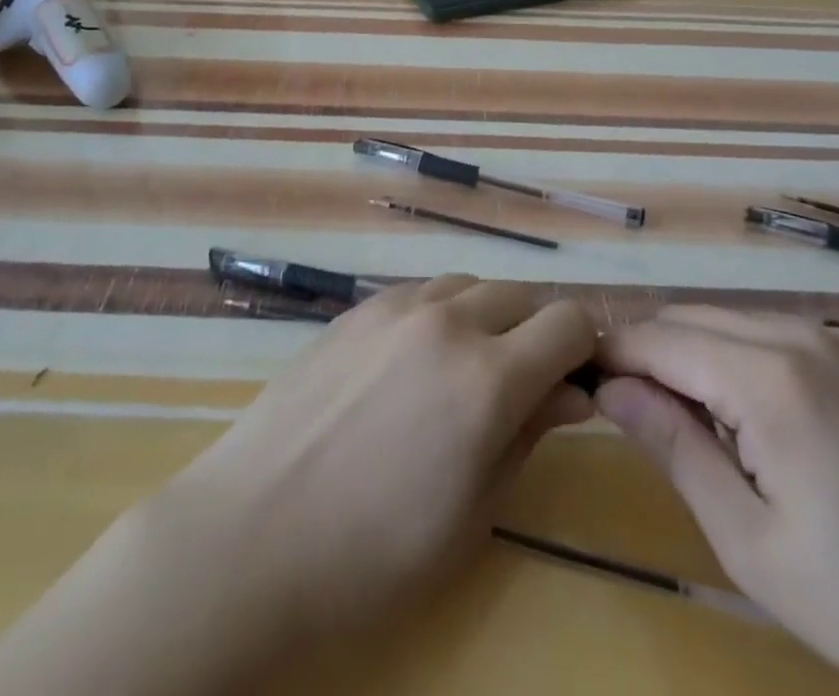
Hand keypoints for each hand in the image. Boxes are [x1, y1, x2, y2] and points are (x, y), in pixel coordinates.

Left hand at [0, 276, 594, 695]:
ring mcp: (396, 307)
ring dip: (490, 316)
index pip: (569, 324)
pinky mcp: (357, 309)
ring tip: (473, 367)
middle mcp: (448, 321)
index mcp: (487, 377)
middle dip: (540, 331)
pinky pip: (422, 292)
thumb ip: (528, 436)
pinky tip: (420, 358)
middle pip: (522, 297)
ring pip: (470, 285)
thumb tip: (571, 392)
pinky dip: (443, 312)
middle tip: (529, 382)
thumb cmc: (371, 553)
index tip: (582, 381)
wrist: (251, 533)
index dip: (587, 349)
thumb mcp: (472, 513)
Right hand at [595, 308, 838, 695]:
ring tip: (685, 414)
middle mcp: (801, 335)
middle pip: (691, 318)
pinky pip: (779, 334)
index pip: (658, 338)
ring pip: (733, 321)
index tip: (579, 375)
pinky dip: (742, 355)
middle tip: (627, 406)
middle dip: (649, 350)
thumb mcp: (748, 540)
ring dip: (694, 351)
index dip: (611, 352)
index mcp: (768, 377)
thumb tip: (610, 388)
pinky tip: (754, 414)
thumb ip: (672, 446)